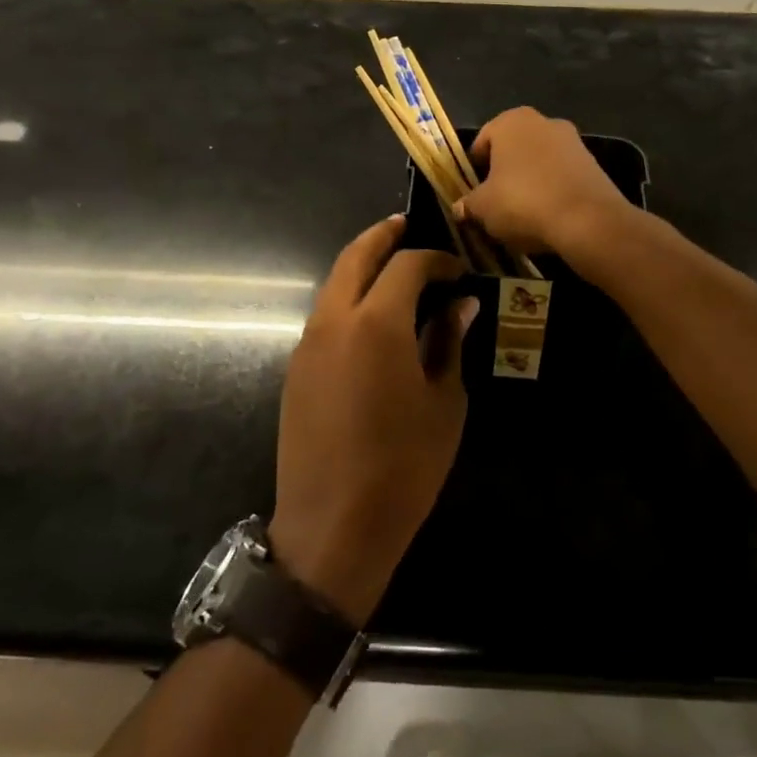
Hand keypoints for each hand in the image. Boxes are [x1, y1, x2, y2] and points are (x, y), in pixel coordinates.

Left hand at [269, 216, 475, 626]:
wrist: (332, 529)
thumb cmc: (403, 467)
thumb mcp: (444, 403)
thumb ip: (449, 343)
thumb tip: (461, 305)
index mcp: (377, 323)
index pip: (406, 265)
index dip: (435, 259)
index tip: (457, 270)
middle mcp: (335, 320)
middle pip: (355, 256)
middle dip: (382, 236)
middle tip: (406, 227)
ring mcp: (308, 344)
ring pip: (334, 283)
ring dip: (361, 266)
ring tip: (392, 268)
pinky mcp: (296, 368)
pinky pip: (324, 314)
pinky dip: (348, 298)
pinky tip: (372, 316)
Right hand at [454, 107, 632, 260]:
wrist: (588, 220)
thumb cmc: (523, 202)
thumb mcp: (483, 208)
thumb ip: (468, 204)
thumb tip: (460, 207)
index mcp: (511, 121)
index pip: (482, 142)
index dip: (474, 170)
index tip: (473, 194)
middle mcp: (543, 121)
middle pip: (513, 149)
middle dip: (504, 173)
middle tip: (496, 203)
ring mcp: (572, 140)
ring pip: (539, 162)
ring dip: (530, 181)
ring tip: (524, 214)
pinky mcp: (593, 163)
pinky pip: (562, 175)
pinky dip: (553, 190)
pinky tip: (549, 215)